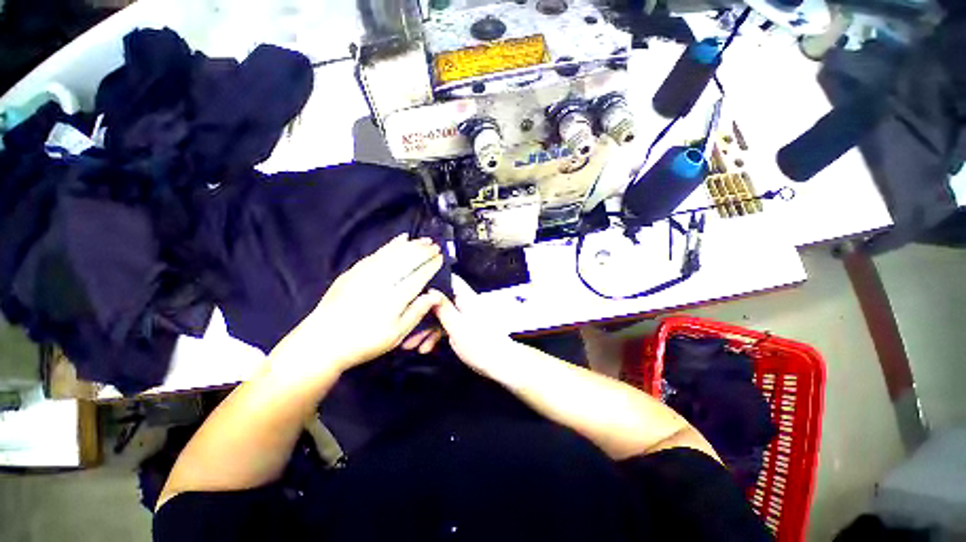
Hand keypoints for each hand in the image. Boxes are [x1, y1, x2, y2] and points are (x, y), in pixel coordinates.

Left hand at [274, 234, 445, 373]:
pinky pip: (376, 253)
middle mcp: (381, 282)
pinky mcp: (353, 271)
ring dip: (410, 245)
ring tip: (423, 240)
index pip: (418, 276)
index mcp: (394, 299)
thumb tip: (434, 295)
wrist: (322, 342)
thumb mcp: (396, 335)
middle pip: (406, 261)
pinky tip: (400, 239)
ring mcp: (365, 274)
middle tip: (435, 245)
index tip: (440, 257)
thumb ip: (416, 312)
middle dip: (423, 251)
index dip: (430, 265)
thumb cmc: (364, 342)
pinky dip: (390, 245)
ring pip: (393, 253)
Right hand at [410, 275, 517, 376]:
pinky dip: (436, 336)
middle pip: (440, 301)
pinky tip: (425, 348)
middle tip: (404, 324)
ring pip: (441, 317)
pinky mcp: (464, 328)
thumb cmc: (480, 344)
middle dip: (422, 313)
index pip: (449, 280)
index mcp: (466, 297)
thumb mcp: (457, 327)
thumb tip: (430, 289)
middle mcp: (464, 303)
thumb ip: (443, 309)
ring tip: (409, 345)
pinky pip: (446, 327)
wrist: (501, 364)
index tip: (412, 285)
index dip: (432, 279)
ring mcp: (464, 316)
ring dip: (426, 329)